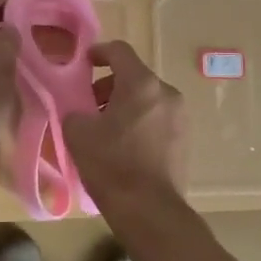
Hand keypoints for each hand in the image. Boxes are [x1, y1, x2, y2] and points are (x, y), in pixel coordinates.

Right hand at [64, 40, 185, 204]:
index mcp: (141, 84)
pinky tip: (124, 146)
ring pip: (148, 99)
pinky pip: (158, 119)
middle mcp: (167, 93)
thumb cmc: (111, 164)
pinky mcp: (185, 139)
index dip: (98, 53)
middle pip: (135, 77)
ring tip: (105, 129)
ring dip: (125, 106)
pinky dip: (140, 123)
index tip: (84, 64)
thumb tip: (79, 112)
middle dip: (109, 86)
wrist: (149, 210)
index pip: (119, 51)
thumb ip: (75, 111)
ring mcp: (181, 117)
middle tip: (88, 106)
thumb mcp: (78, 133)